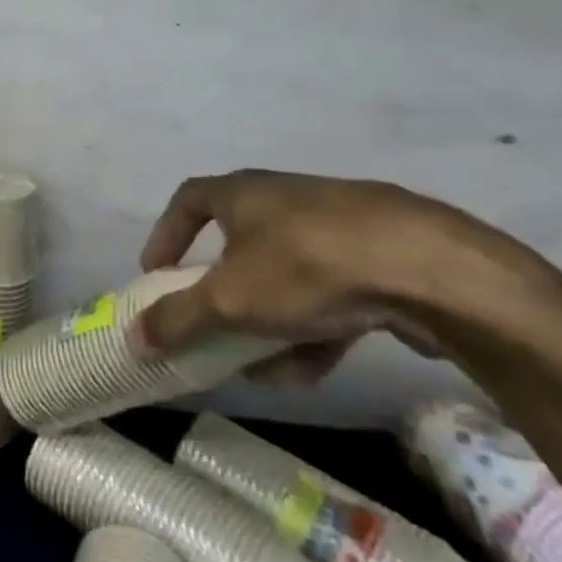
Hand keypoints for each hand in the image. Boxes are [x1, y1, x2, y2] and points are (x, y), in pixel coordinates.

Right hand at [136, 169, 548, 384]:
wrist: (430, 269)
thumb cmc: (306, 266)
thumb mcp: (229, 300)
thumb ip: (178, 319)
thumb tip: (132, 339)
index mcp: (243, 192)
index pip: (188, 199)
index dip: (166, 235)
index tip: (156, 272)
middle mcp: (285, 199)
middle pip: (239, 243)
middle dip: (222, 291)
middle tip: (213, 324)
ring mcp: (337, 227)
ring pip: (287, 275)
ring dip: (268, 320)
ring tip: (263, 366)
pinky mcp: (381, 258)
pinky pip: (330, 293)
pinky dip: (312, 327)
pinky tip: (310, 370)